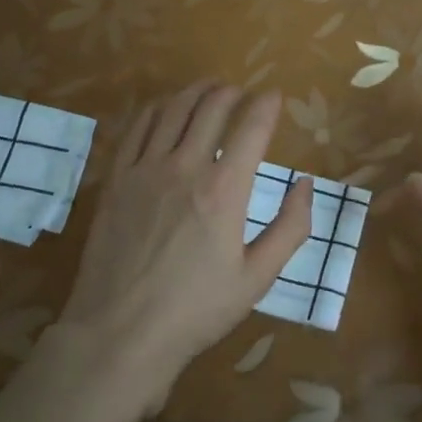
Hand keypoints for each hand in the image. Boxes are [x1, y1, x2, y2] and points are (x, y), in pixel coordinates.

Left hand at [60, 81, 313, 406]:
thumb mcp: (257, 278)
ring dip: (195, 92)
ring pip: (173, 110)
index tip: (275, 96)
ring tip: (208, 88)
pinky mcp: (116, 179)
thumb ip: (290, 228)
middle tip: (241, 92)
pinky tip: (165, 108)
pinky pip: (137, 128)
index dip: (267, 105)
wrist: (120, 333)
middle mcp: (185, 167)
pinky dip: (157, 109)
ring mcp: (145, 169)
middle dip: (232, 92)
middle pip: (211, 107)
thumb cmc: (196, 310)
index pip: (252, 127)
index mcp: (225, 190)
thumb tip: (305, 185)